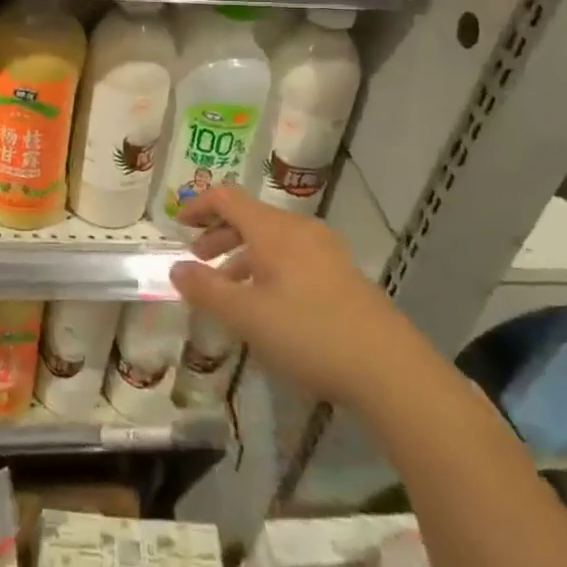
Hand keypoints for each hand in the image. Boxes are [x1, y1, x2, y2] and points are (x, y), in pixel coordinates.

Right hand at [169, 187, 407, 404]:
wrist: (390, 369)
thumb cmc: (309, 334)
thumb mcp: (246, 316)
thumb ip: (206, 289)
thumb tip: (176, 268)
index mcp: (273, 230)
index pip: (227, 197)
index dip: (199, 205)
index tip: (178, 224)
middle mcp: (300, 230)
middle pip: (250, 217)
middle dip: (219, 234)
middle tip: (198, 259)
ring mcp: (326, 252)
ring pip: (273, 240)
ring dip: (243, 255)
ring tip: (228, 289)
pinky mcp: (343, 276)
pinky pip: (294, 258)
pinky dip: (268, 269)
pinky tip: (268, 305)